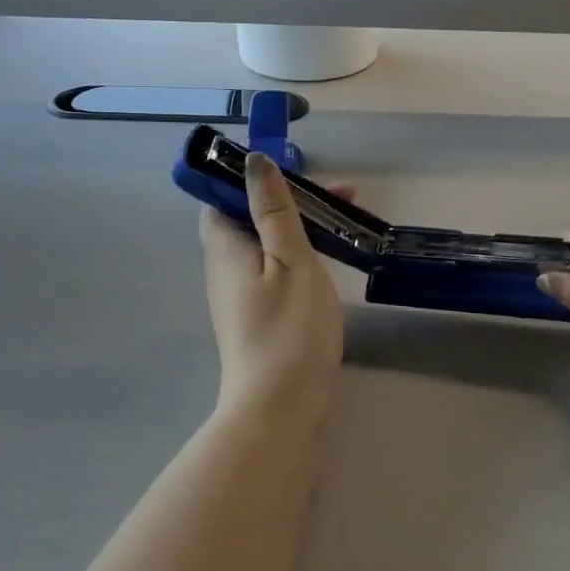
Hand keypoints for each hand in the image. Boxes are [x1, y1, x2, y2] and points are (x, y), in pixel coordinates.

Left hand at [201, 153, 344, 424]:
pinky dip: (300, 253)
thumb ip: (274, 209)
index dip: (252, 177)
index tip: (296, 172)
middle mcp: (224, 268)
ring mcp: (240, 295)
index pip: (221, 197)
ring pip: (266, 243)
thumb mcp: (290, 258)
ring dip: (301, 225)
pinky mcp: (258, 315)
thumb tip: (253, 161)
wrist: (280, 409)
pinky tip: (331, 258)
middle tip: (344, 196)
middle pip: (250, 217)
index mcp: (225, 247)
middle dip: (292, 199)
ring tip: (348, 221)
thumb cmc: (288, 328)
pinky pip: (275, 268)